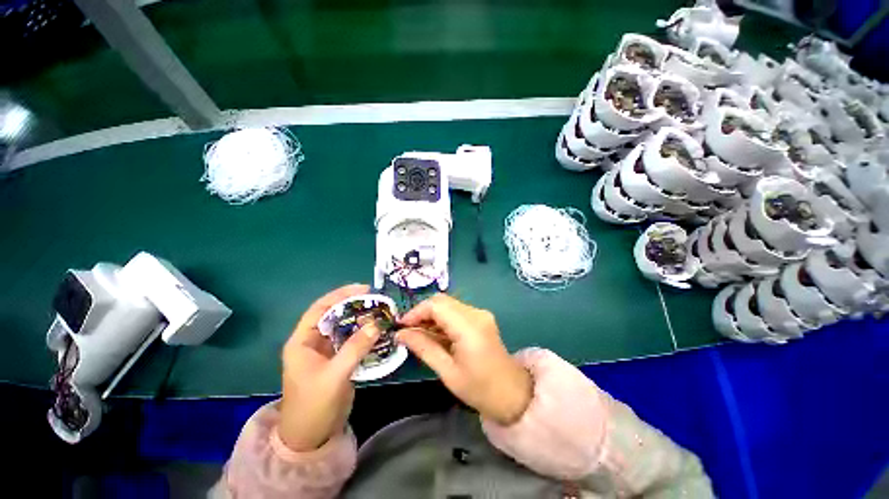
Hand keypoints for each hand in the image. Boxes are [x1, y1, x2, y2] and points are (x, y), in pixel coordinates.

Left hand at [278, 284, 380, 451]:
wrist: (311, 437)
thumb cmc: (314, 405)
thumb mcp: (335, 375)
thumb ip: (355, 348)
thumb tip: (376, 324)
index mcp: (302, 341)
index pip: (320, 309)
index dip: (341, 295)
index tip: (364, 289)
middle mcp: (313, 342)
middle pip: (334, 315)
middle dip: (354, 305)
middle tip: (376, 300)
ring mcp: (326, 351)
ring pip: (344, 327)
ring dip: (361, 319)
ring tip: (380, 312)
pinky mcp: (337, 360)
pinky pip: (351, 340)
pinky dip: (364, 334)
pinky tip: (377, 331)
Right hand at [396, 294, 532, 424]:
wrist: (512, 393)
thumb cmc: (479, 389)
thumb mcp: (447, 372)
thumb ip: (424, 348)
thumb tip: (401, 334)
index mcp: (469, 327)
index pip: (436, 305)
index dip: (416, 312)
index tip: (401, 326)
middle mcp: (476, 313)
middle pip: (442, 300)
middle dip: (422, 313)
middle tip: (408, 331)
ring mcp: (480, 313)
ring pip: (448, 304)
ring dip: (431, 315)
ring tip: (419, 334)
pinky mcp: (481, 317)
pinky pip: (456, 310)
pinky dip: (442, 318)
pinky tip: (435, 334)